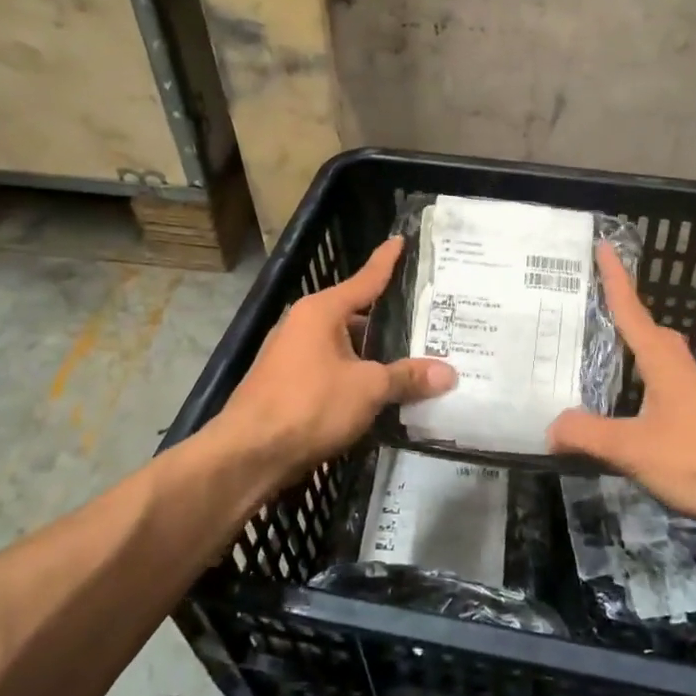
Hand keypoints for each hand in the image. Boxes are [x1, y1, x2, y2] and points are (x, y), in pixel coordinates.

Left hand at [210, 236, 455, 478]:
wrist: (247, 455)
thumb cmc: (309, 405)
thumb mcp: (368, 389)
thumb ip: (407, 377)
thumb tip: (449, 373)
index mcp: (321, 311)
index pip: (364, 279)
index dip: (386, 261)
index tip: (400, 240)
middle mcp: (303, 325)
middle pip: (355, 314)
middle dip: (388, 319)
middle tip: (427, 319)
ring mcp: (291, 355)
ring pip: (343, 346)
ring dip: (372, 353)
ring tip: (411, 358)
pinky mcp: (286, 385)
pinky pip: (331, 369)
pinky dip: (355, 375)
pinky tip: (378, 391)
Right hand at [548, 243, 695, 530]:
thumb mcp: (634, 448)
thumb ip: (589, 435)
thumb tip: (551, 426)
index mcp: (664, 365)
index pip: (633, 312)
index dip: (616, 280)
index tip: (605, 247)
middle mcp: (683, 373)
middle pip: (654, 335)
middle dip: (630, 319)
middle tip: (601, 315)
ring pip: (664, 366)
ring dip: (639, 359)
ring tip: (610, 369)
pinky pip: (670, 395)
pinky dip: (648, 393)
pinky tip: (637, 418)